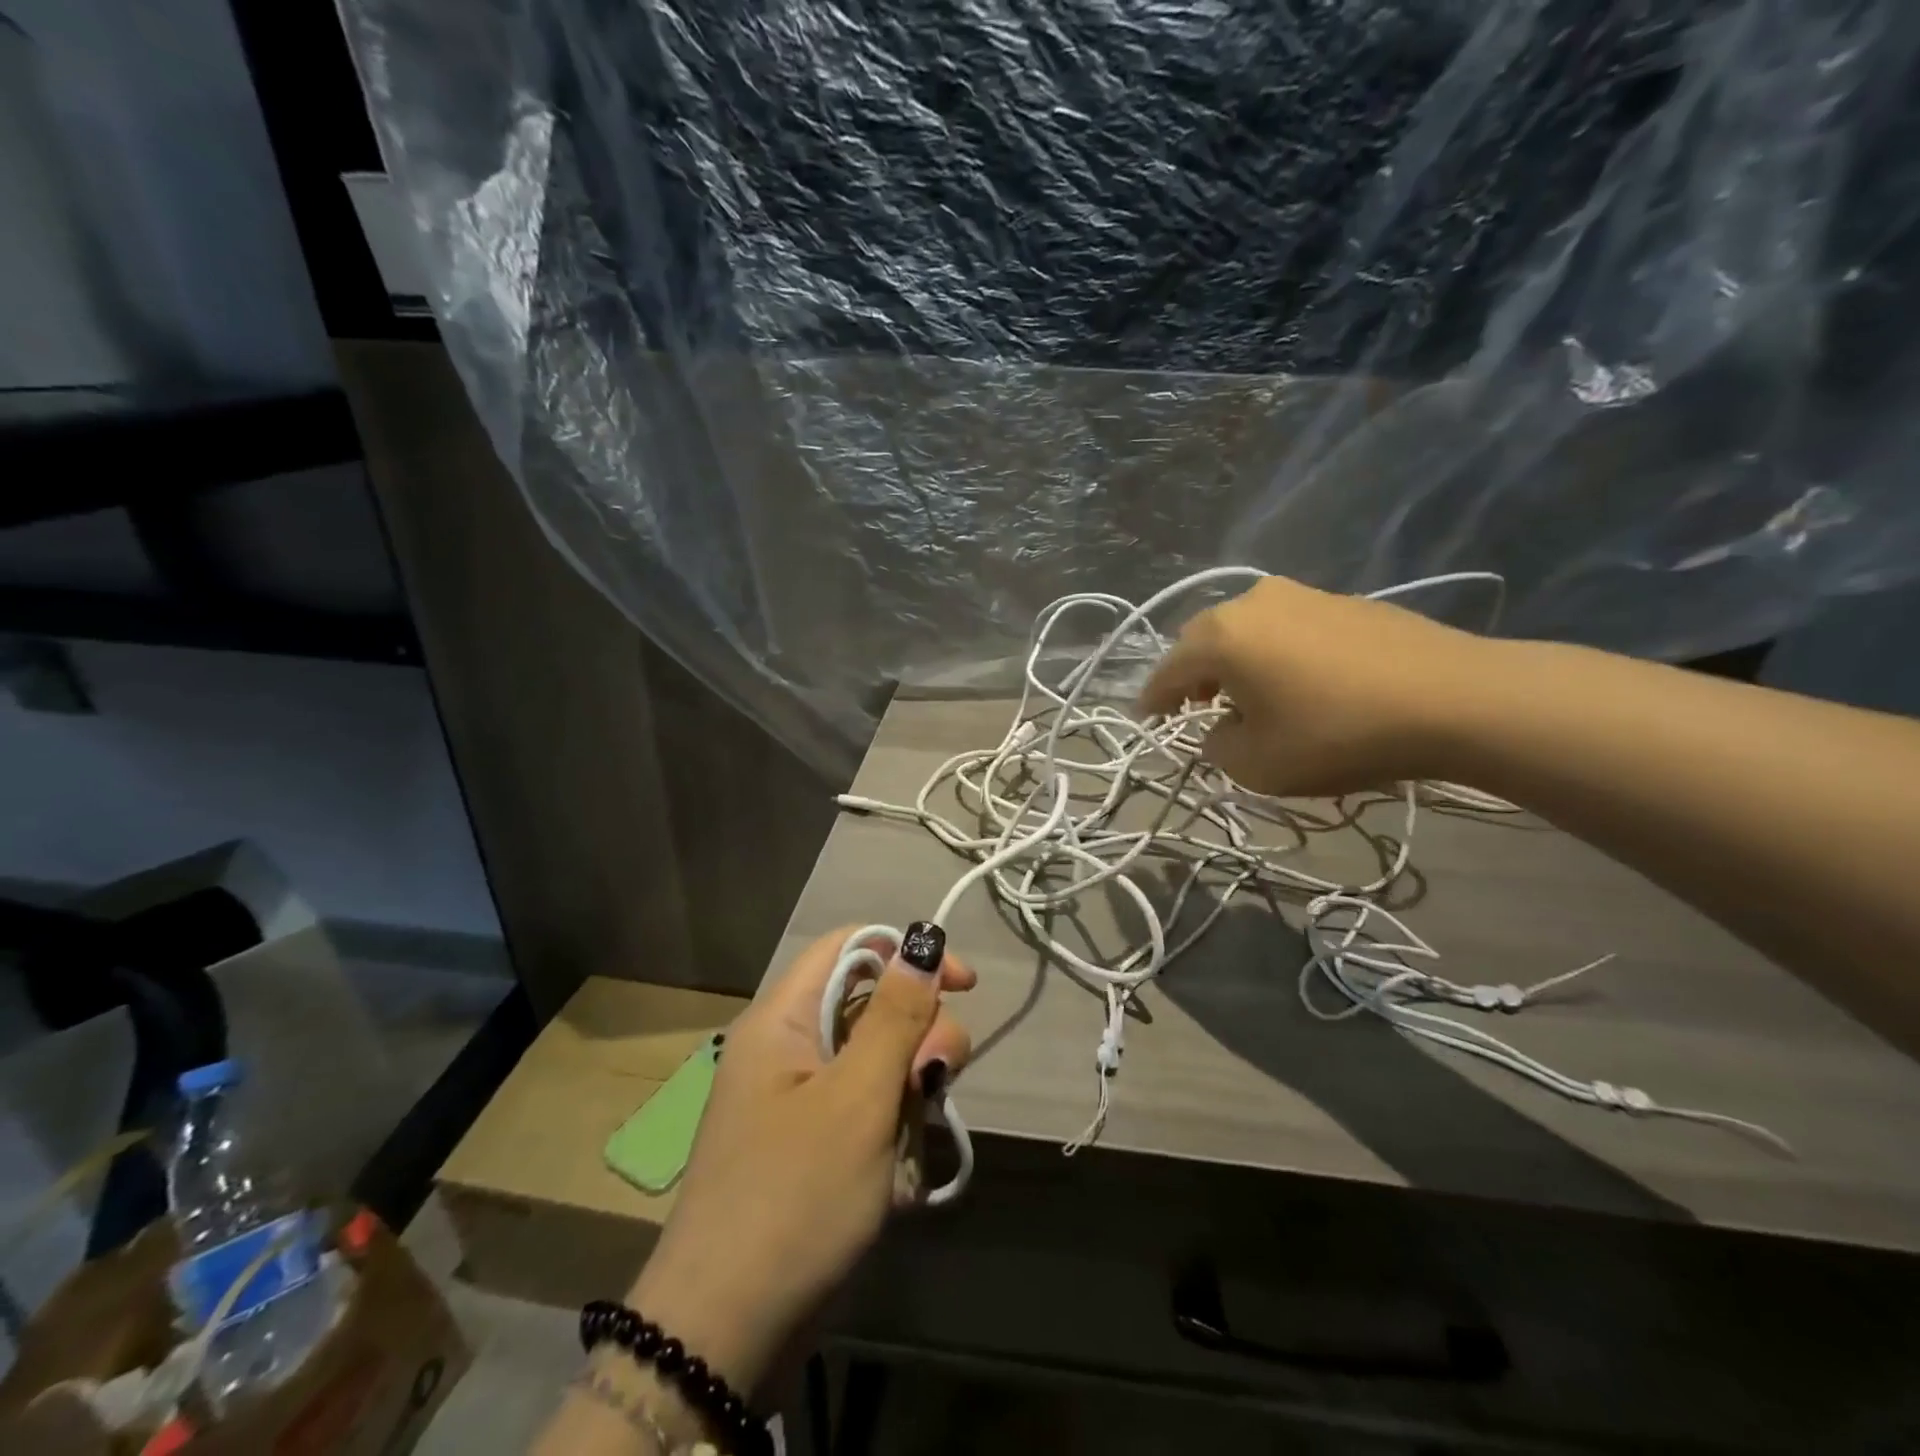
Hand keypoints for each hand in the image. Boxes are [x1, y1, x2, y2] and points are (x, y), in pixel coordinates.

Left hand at [628, 927, 974, 1396]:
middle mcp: (789, 1046)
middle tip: (935, 1082)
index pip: (852, 946)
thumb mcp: (858, 1099)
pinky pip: (866, 1110)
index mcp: (784, 1019)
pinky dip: (891, 1132)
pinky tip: (896, 1177)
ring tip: (907, 1146)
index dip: (908, 953)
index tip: (964, 985)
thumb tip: (924, 939)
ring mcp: (799, 1098)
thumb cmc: (795, 1197)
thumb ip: (897, 1015)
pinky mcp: (811, 1143)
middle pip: (873, 1005)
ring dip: (908, 1094)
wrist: (725, 1334)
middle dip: (918, 1036)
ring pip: (878, 1061)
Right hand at [1139, 574, 1493, 795]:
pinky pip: (1285, 627)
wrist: (1455, 699)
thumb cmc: (1338, 734)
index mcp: (1221, 636)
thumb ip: (1218, 746)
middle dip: (1192, 675)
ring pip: (1245, 630)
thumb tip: (1221, 728)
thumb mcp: (1258, 764)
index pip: (1168, 670)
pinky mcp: (1343, 600)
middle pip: (1203, 640)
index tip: (1147, 719)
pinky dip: (1274, 653)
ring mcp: (1301, 594)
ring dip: (1234, 662)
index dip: (1153, 699)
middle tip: (1193, 707)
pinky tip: (1295, 680)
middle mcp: (1252, 602)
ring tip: (1245, 695)